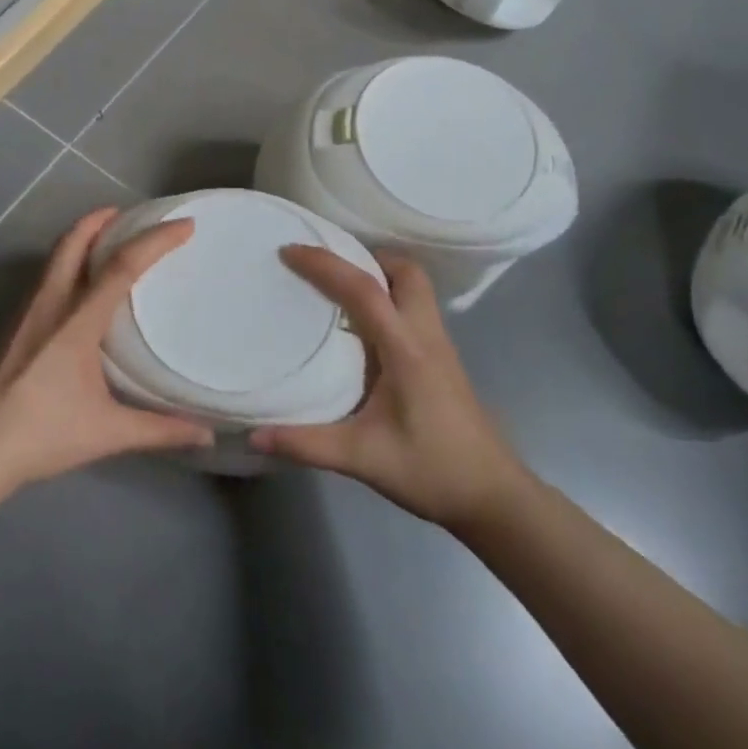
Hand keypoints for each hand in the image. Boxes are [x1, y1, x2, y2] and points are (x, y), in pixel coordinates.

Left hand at [0, 208, 212, 495]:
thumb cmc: (42, 436)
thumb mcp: (107, 433)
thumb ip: (159, 430)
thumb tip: (208, 437)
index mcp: (76, 322)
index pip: (121, 266)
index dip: (154, 240)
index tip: (183, 226)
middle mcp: (49, 305)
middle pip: (73, 242)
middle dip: (101, 219)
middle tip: (129, 214)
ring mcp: (25, 312)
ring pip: (54, 257)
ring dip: (81, 238)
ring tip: (107, 240)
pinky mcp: (12, 325)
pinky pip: (44, 277)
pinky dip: (66, 263)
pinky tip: (77, 287)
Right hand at [250, 248, 526, 529]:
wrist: (493, 496)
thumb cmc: (432, 471)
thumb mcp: (363, 459)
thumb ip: (308, 444)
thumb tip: (254, 435)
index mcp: (405, 349)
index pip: (364, 289)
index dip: (326, 264)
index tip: (290, 251)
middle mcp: (426, 335)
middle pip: (404, 271)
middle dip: (365, 257)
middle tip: (327, 268)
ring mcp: (439, 345)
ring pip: (415, 286)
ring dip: (380, 274)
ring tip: (340, 289)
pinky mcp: (442, 358)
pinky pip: (415, 307)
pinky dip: (389, 297)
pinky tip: (364, 326)